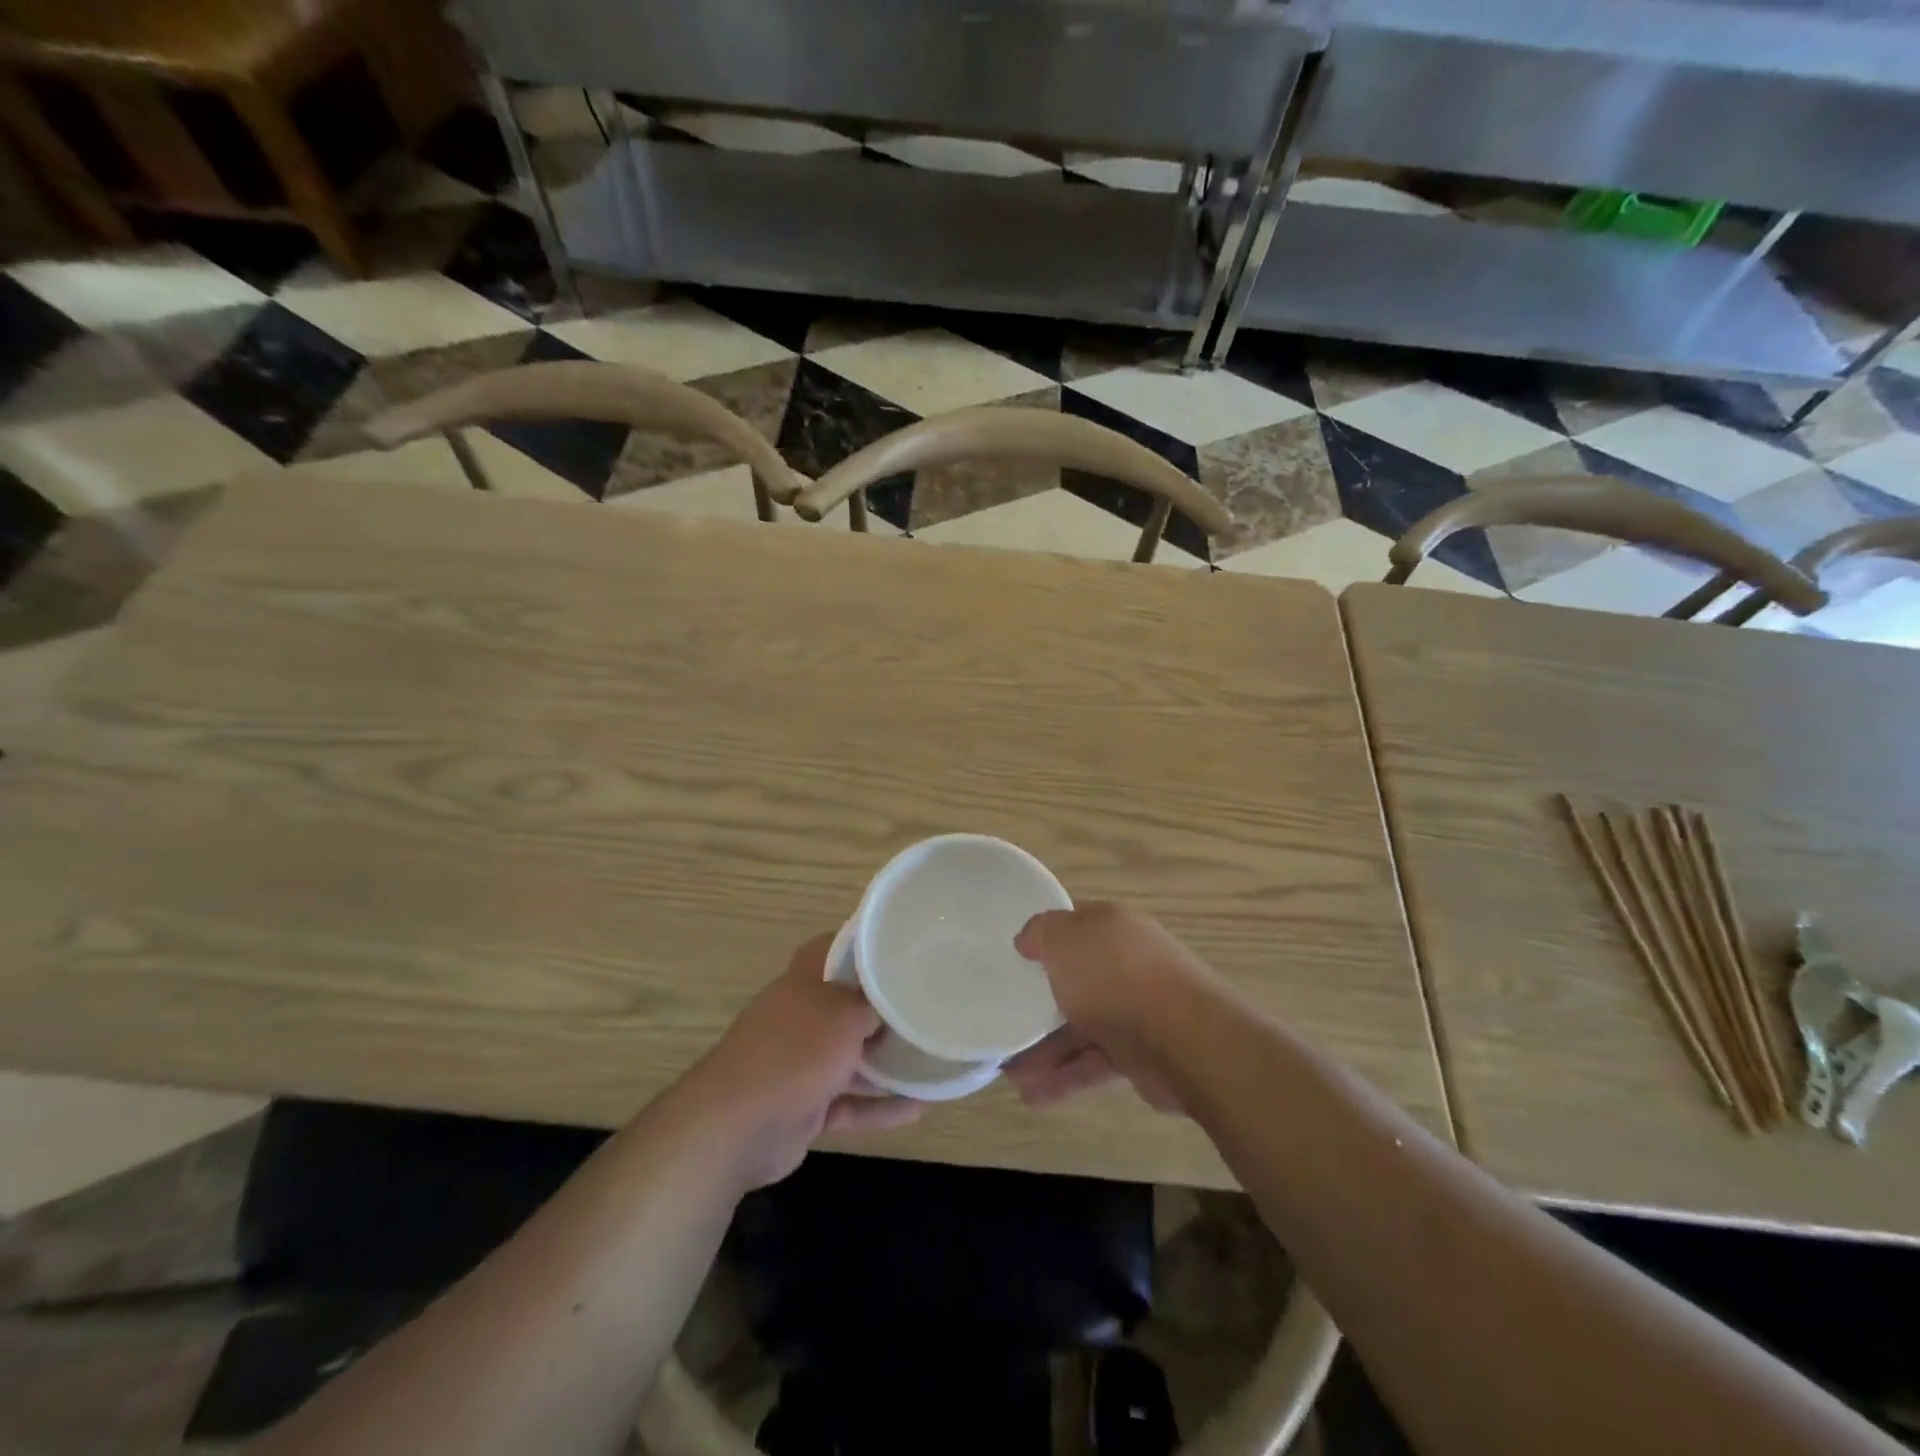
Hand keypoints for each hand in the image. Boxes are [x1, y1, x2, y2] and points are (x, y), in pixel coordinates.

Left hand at [688, 934, 921, 1189]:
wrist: (735, 1127)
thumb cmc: (794, 1052)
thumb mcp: (844, 1014)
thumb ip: (872, 1004)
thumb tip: (893, 1000)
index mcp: (804, 981)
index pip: (835, 948)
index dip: (867, 946)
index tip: (904, 949)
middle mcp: (801, 1016)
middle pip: (849, 1005)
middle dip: (886, 1009)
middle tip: (929, 1007)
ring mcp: (801, 1063)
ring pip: (853, 1057)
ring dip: (889, 1062)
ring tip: (935, 1059)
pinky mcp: (805, 1106)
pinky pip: (851, 1102)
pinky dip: (881, 1106)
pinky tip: (921, 1108)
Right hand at [1003, 903, 1217, 1110]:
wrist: (1185, 1039)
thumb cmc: (1116, 977)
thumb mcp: (1065, 940)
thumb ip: (1041, 933)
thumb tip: (1028, 940)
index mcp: (1113, 927)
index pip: (1074, 925)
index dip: (1045, 939)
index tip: (1015, 959)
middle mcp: (1127, 963)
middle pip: (1077, 979)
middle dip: (1040, 1002)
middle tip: (1007, 1020)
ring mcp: (1137, 1009)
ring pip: (1083, 1025)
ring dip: (1046, 1049)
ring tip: (1010, 1074)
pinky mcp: (1142, 1053)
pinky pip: (1095, 1060)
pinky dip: (1066, 1076)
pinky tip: (1034, 1094)